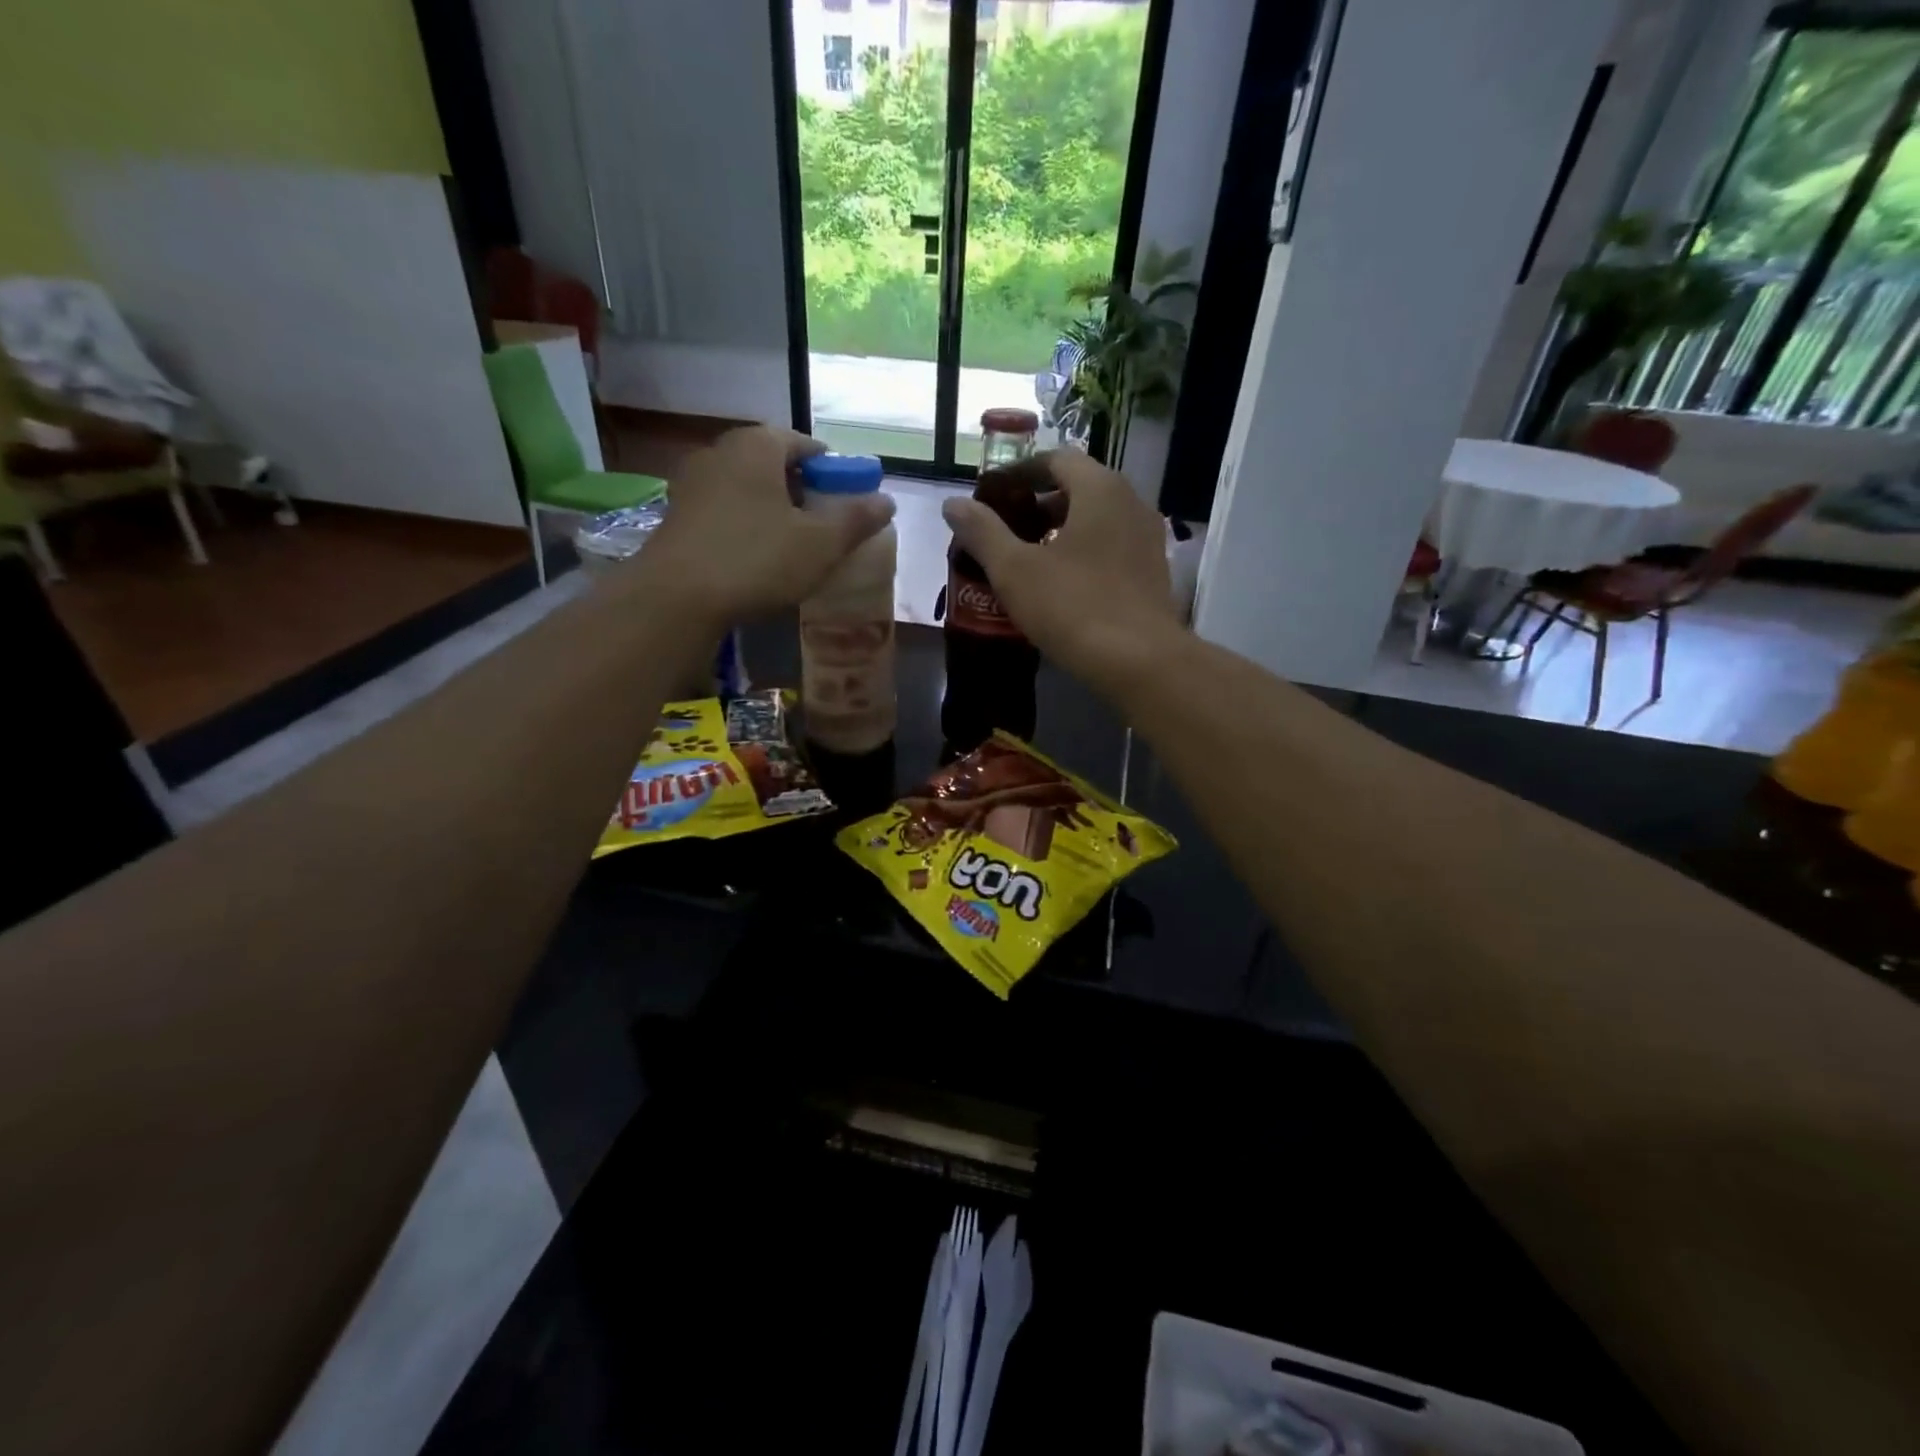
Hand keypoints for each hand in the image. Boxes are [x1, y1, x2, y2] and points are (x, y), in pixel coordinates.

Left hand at [642, 427, 894, 625]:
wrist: (676, 598)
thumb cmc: (756, 560)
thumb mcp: (820, 544)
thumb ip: (856, 519)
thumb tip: (886, 501)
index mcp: (757, 446)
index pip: (804, 443)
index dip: (832, 470)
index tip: (846, 500)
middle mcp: (720, 452)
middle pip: (773, 463)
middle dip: (802, 490)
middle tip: (822, 525)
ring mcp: (691, 483)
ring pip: (746, 488)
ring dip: (772, 509)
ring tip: (791, 545)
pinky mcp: (675, 515)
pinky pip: (723, 510)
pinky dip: (744, 524)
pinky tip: (754, 557)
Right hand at [942, 451, 1180, 691]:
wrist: (1140, 662)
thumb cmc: (1073, 607)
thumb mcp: (1014, 570)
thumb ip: (982, 532)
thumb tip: (953, 504)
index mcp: (1100, 489)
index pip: (1056, 459)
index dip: (1020, 473)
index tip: (993, 496)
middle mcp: (1131, 502)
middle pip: (1078, 488)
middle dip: (1039, 505)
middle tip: (1005, 531)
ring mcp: (1148, 538)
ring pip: (1097, 520)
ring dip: (1061, 531)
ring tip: (1028, 560)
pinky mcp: (1154, 572)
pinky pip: (1112, 547)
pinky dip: (1084, 553)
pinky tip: (1062, 585)